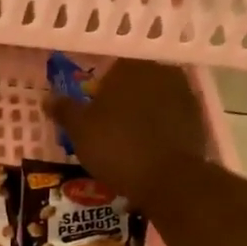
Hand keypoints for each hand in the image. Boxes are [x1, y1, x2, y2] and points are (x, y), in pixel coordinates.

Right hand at [46, 60, 207, 207]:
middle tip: (108, 124)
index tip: (93, 108)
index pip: (112, 67)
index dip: (100, 88)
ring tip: (128, 139)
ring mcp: (184, 95)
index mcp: (130, 67)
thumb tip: (48, 98)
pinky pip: (171, 119)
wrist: (169, 179)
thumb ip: (65, 109)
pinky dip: (161, 129)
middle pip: (136, 82)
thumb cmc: (116, 146)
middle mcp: (161, 72)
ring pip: (155, 100)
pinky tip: (148, 149)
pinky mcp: (198, 120)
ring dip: (144, 114)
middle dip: (124, 99)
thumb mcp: (79, 130)